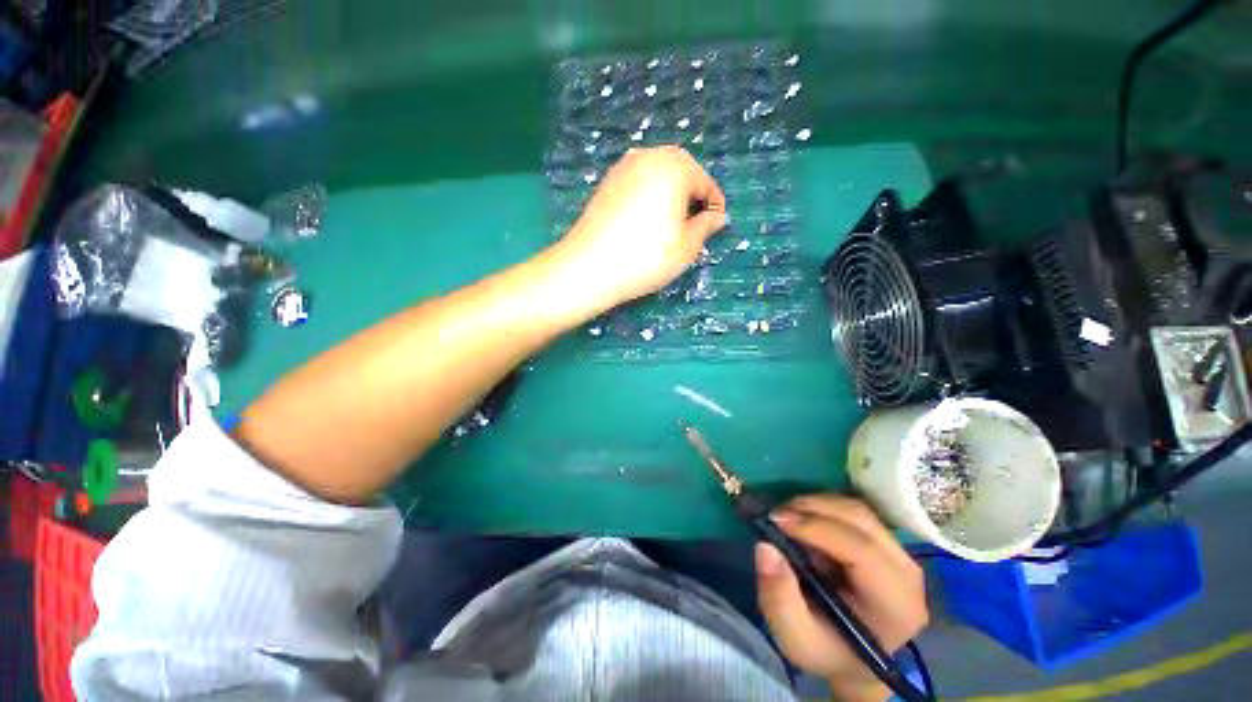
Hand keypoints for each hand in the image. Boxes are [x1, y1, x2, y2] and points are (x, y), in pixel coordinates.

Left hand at [554, 146, 726, 310]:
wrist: (589, 267)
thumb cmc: (646, 257)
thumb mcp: (686, 247)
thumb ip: (706, 226)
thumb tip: (718, 217)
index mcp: (674, 167)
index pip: (704, 182)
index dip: (714, 204)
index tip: (717, 224)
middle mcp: (648, 157)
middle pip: (681, 170)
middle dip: (692, 193)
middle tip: (696, 221)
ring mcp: (623, 167)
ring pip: (657, 174)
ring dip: (670, 192)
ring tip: (672, 222)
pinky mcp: (606, 183)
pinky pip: (638, 181)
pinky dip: (649, 195)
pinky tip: (646, 220)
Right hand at [755, 495, 927, 701]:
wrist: (851, 657)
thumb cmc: (826, 650)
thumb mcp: (796, 639)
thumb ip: (780, 599)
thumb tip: (765, 547)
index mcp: (896, 605)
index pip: (862, 550)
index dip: (816, 527)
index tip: (775, 519)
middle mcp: (907, 573)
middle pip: (861, 520)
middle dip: (812, 508)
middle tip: (775, 514)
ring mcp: (901, 553)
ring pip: (856, 509)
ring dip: (815, 505)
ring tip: (785, 517)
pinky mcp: (887, 542)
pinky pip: (853, 511)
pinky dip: (822, 507)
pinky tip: (802, 520)